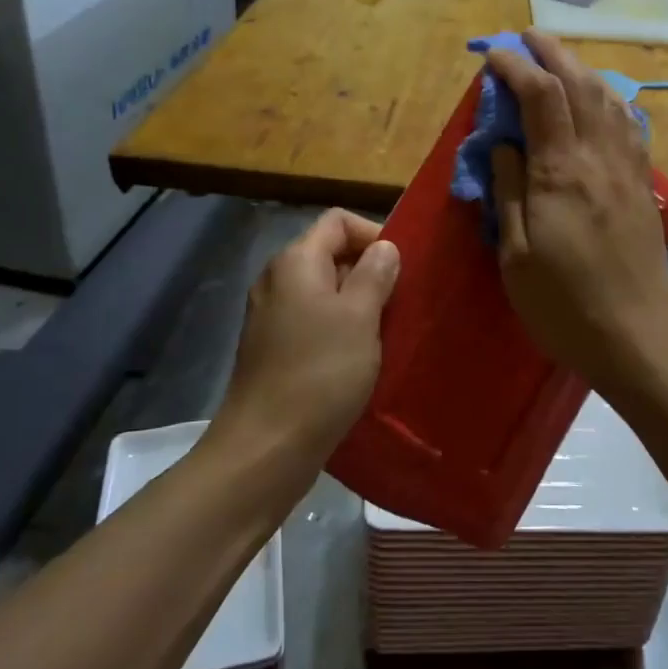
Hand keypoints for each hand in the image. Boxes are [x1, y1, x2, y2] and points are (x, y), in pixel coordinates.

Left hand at [210, 209, 399, 470]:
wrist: (266, 447)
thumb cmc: (320, 373)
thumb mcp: (360, 316)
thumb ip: (375, 274)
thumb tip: (384, 247)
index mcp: (296, 261)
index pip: (338, 221)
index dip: (373, 234)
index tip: (401, 269)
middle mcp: (278, 279)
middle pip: (330, 254)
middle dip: (369, 272)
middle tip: (399, 305)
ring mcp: (271, 315)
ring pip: (325, 292)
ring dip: (358, 305)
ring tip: (385, 333)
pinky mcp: (272, 348)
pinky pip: (313, 322)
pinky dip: (339, 330)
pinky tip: (359, 359)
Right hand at [485, 31, 667, 405]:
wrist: (636, 338)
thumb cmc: (563, 304)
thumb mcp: (516, 255)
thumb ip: (508, 192)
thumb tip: (503, 145)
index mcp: (561, 173)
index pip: (540, 97)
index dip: (514, 68)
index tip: (490, 57)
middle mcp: (599, 158)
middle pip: (581, 85)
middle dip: (552, 52)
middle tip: (526, 37)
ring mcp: (628, 170)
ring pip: (610, 99)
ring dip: (583, 69)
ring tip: (560, 61)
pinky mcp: (644, 186)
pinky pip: (630, 127)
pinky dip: (611, 100)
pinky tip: (603, 101)